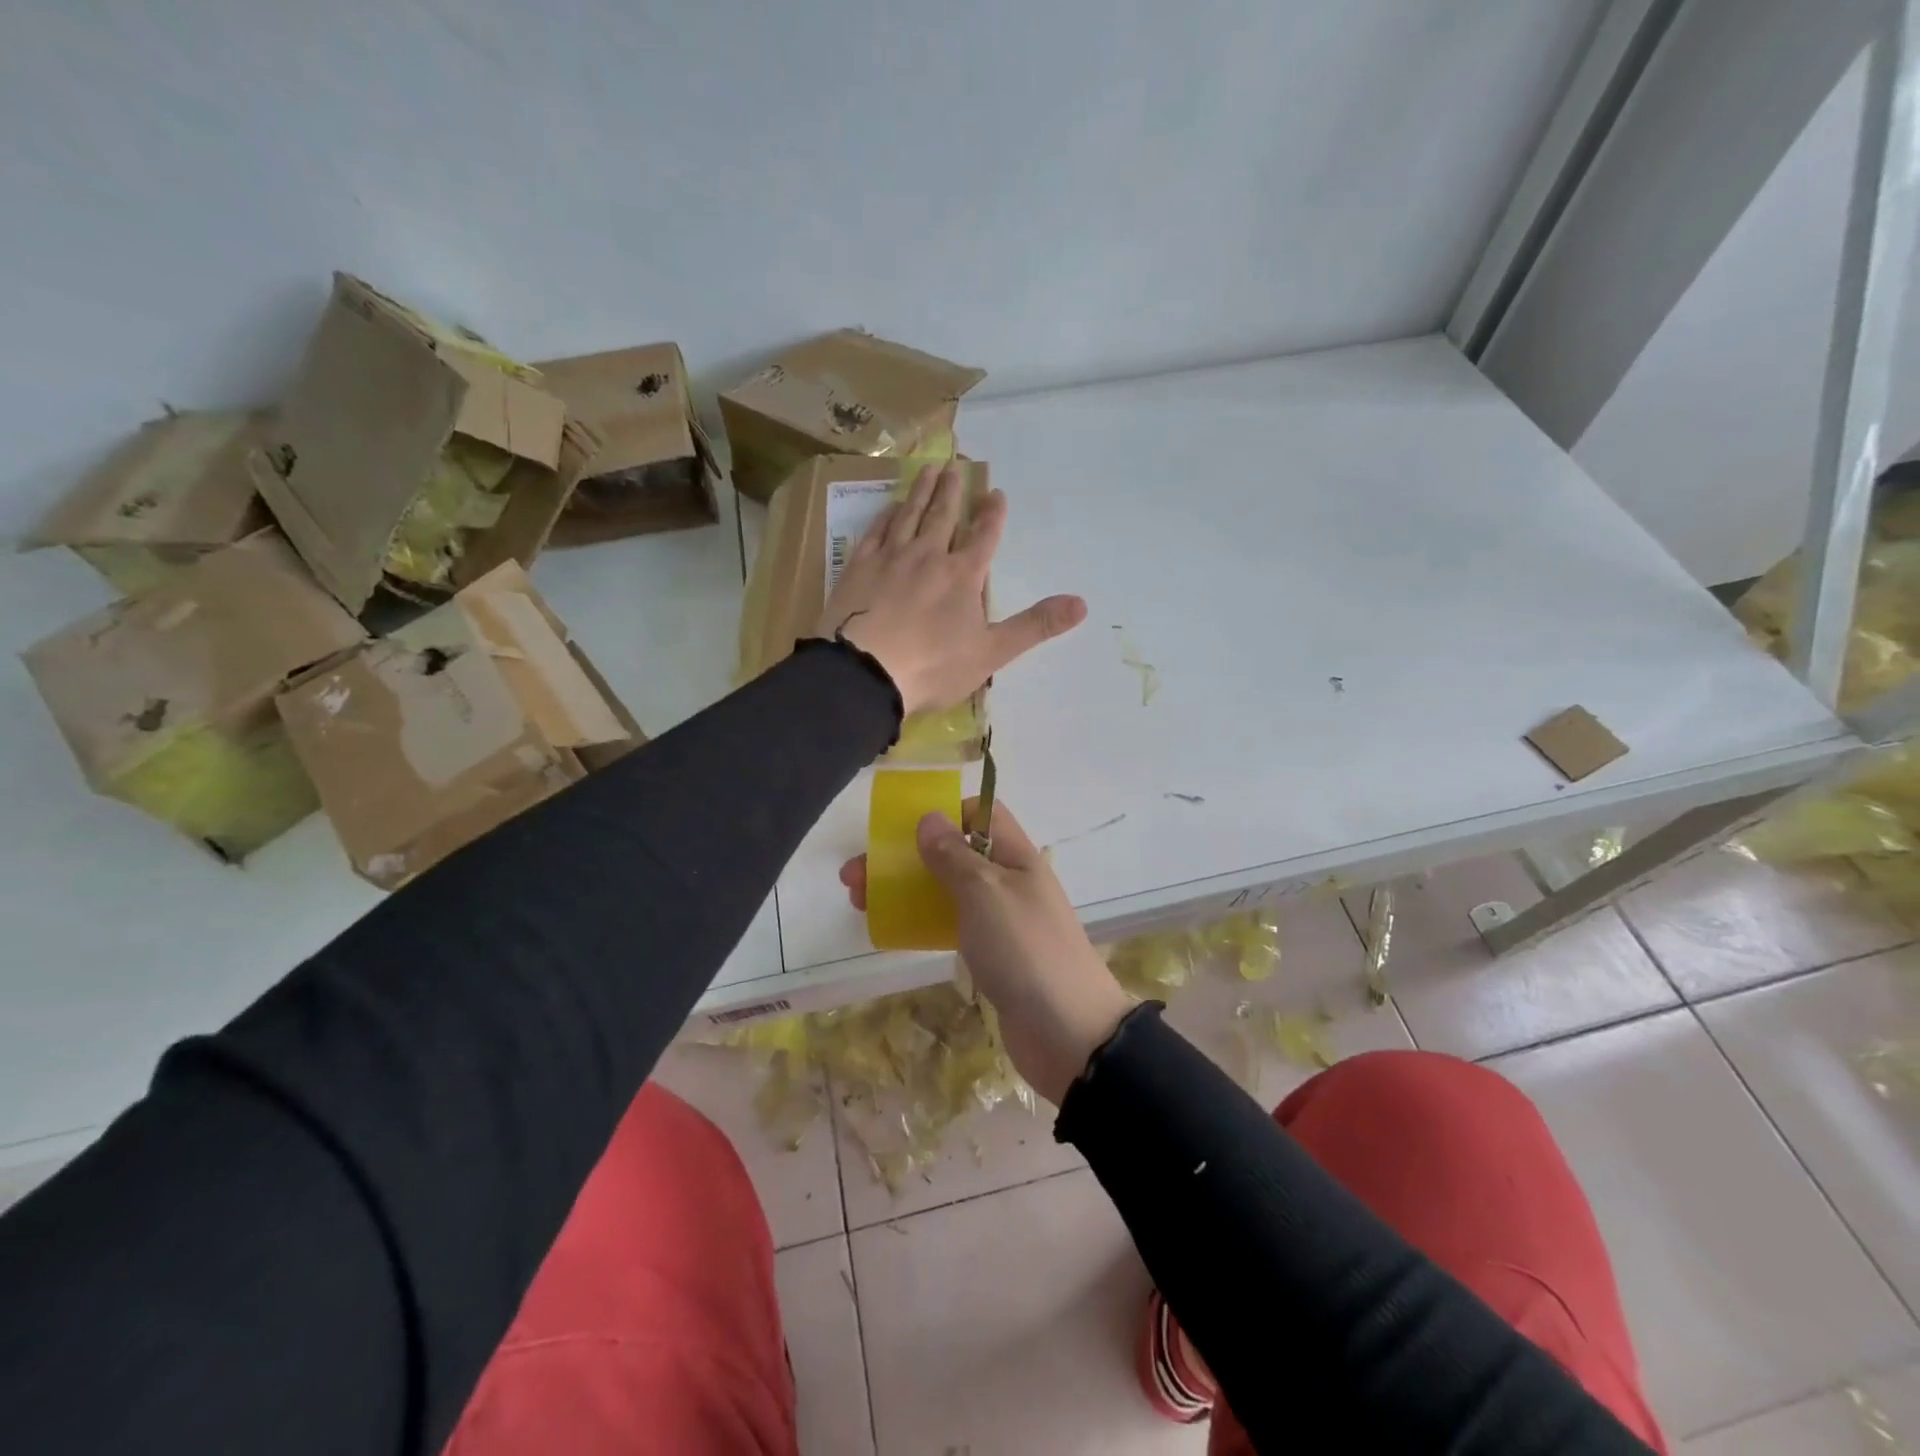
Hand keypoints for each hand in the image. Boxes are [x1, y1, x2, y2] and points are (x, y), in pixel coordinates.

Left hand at [816, 463, 1086, 715]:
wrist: (863, 673)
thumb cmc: (932, 667)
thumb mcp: (992, 653)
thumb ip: (1035, 626)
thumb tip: (1082, 603)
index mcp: (962, 576)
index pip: (983, 537)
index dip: (992, 515)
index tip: (996, 492)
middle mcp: (927, 556)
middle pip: (943, 516)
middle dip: (952, 491)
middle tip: (955, 464)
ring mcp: (890, 559)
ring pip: (909, 515)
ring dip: (921, 491)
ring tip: (928, 470)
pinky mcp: (858, 568)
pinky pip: (875, 532)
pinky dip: (885, 515)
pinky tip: (889, 506)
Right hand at [839, 798, 1134, 1104]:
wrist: (1067, 1033)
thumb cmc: (1025, 949)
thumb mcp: (985, 892)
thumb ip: (954, 855)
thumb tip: (929, 817)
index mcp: (1016, 855)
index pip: (982, 814)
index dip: (944, 812)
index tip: (902, 830)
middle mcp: (1008, 881)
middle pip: (952, 854)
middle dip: (905, 857)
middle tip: (855, 874)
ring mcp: (1000, 920)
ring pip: (946, 891)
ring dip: (905, 890)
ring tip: (858, 900)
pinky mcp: (992, 956)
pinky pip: (951, 926)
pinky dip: (921, 922)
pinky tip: (891, 930)